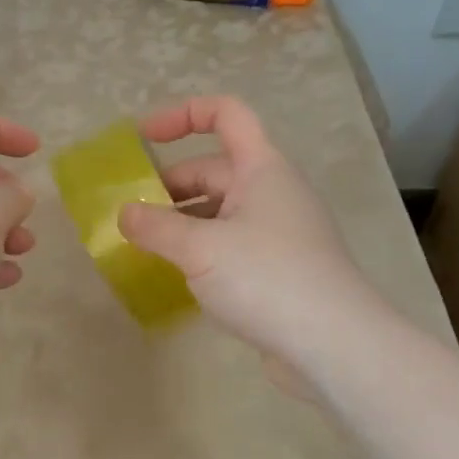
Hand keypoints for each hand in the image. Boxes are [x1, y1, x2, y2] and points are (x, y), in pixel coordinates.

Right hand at [117, 96, 373, 377]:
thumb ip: (155, 227)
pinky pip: (231, 244)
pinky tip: (177, 276)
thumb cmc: (267, 278)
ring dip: (182, 223)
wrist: (334, 344)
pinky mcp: (279, 268)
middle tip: (131, 216)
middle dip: (170, 187)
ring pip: (220, 211)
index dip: (183, 114)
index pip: (226, 114)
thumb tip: (124, 213)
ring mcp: (279, 231)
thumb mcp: (200, 249)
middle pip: (214, 169)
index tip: (143, 138)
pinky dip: (201, 250)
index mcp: (262, 168)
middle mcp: (273, 191)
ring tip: (145, 248)